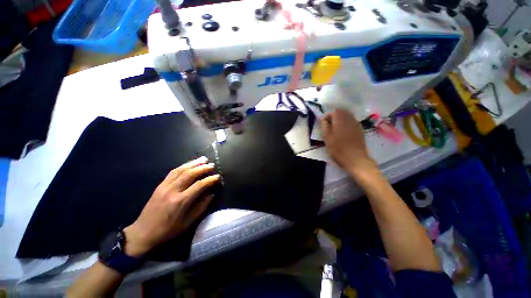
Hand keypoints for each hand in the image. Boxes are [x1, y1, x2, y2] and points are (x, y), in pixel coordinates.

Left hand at [123, 157, 219, 256]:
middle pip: (190, 174)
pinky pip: (173, 172)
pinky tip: (189, 164)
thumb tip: (212, 194)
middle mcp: (172, 190)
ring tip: (203, 159)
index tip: (218, 176)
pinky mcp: (159, 186)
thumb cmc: (168, 230)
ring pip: (181, 170)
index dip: (210, 179)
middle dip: (203, 168)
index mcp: (181, 201)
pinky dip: (183, 166)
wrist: (143, 233)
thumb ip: (201, 207)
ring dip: (193, 163)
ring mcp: (164, 187)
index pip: (199, 185)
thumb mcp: (188, 222)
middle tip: (212, 165)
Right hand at [320, 109, 376, 174]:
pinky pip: (352, 121)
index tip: (323, 124)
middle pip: (342, 111)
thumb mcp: (327, 138)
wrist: (356, 159)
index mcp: (340, 121)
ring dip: (341, 119)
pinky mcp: (360, 129)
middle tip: (329, 126)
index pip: (333, 112)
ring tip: (336, 129)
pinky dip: (347, 122)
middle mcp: (349, 119)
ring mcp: (356, 124)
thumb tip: (323, 119)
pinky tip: (344, 132)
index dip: (327, 116)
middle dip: (334, 116)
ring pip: (348, 115)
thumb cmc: (338, 149)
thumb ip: (324, 126)